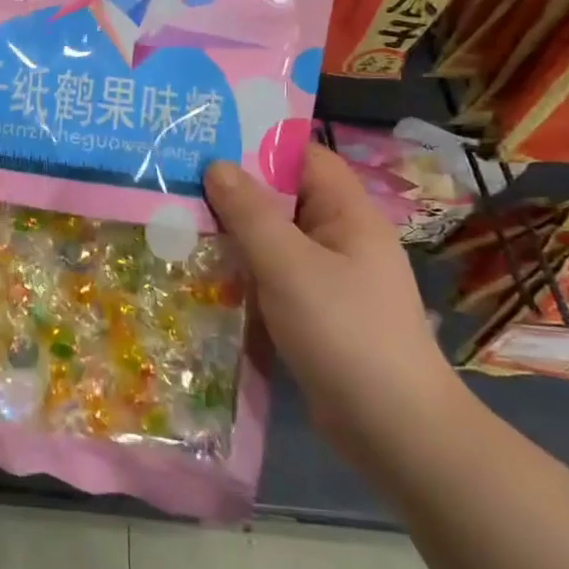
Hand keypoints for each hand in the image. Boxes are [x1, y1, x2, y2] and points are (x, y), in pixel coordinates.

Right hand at [204, 145, 465, 461]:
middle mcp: (340, 239)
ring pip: (273, 241)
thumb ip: (250, 213)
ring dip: (232, 235)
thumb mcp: (289, 266)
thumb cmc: (344, 332)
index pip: (305, 158)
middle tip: (176, 182)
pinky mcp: (313, 313)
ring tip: (176, 223)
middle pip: (284, 199)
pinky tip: (202, 276)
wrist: (392, 428)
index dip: (260, 144)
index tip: (208, 140)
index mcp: (348, 215)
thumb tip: (217, 165)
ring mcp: (328, 279)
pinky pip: (272, 277)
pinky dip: (241, 272)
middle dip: (233, 191)